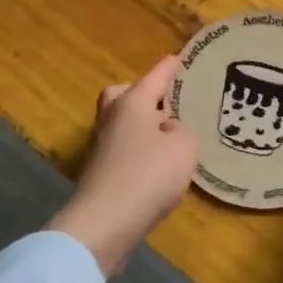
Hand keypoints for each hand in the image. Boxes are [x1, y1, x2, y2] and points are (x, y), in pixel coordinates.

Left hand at [49, 55, 198, 274]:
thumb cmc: (148, 175)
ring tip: (168, 139)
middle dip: (143, 95)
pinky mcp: (98, 172)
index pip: (156, 76)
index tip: (180, 59)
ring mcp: (100, 146)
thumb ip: (183, 134)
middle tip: (166, 105)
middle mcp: (112, 117)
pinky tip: (156, 165)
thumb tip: (168, 133)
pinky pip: (121, 149)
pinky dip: (137, 150)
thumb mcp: (184, 149)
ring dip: (141, 126)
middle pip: (123, 95)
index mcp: (133, 102)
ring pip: (121, 123)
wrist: (103, 223)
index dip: (170, 67)